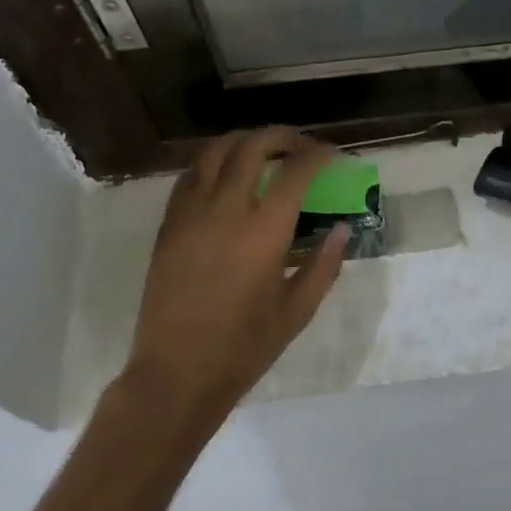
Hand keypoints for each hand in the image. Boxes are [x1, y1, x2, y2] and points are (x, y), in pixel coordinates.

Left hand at [126, 128, 347, 425]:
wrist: (176, 374)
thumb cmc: (244, 347)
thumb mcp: (297, 311)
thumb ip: (324, 264)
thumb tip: (342, 228)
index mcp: (264, 231)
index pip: (297, 170)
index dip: (319, 154)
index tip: (332, 154)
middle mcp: (226, 210)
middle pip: (252, 146)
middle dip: (282, 136)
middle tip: (300, 144)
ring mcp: (191, 214)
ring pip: (214, 152)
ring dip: (243, 141)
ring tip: (262, 149)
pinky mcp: (168, 226)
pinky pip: (189, 176)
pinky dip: (211, 163)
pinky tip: (224, 175)